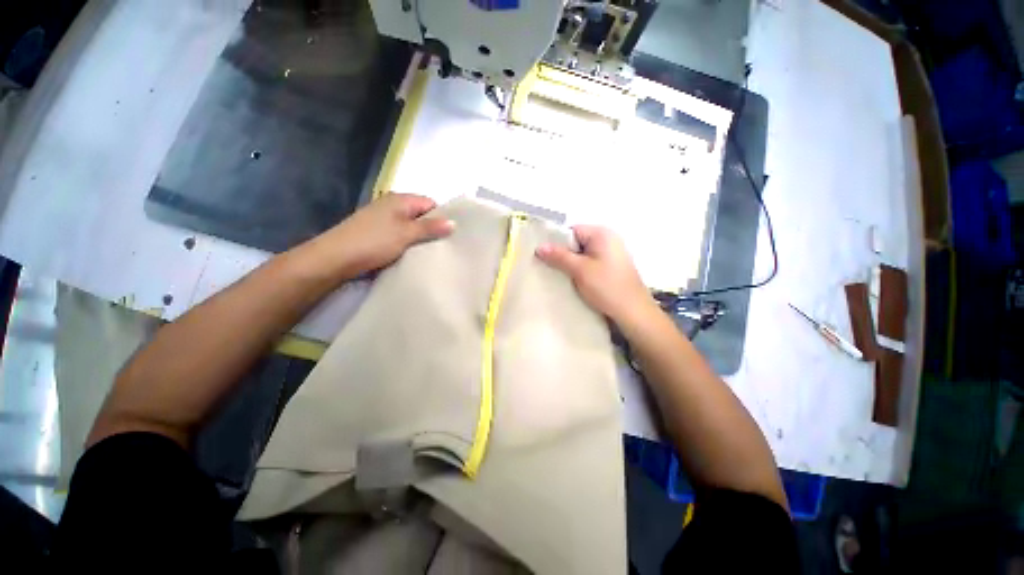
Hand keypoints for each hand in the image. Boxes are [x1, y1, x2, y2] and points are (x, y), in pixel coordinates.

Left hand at [306, 193, 453, 280]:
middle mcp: (392, 205)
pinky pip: (400, 234)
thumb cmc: (374, 241)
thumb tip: (453, 222)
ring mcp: (383, 219)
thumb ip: (430, 227)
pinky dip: (408, 243)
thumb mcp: (406, 234)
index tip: (451, 234)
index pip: (430, 203)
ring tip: (431, 252)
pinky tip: (413, 254)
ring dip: (419, 238)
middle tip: (444, 245)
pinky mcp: (377, 232)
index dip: (441, 217)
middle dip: (432, 229)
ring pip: (410, 226)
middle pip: (420, 214)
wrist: (335, 258)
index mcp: (400, 200)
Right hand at [535, 226, 654, 327]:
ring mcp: (611, 253)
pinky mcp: (611, 266)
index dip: (557, 242)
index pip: (571, 231)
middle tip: (549, 268)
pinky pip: (590, 262)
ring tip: (559, 275)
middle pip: (576, 242)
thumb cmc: (606, 287)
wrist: (633, 311)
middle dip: (563, 254)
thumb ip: (559, 256)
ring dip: (571, 264)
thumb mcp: (579, 270)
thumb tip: (539, 247)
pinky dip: (580, 270)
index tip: (545, 257)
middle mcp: (608, 239)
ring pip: (582, 254)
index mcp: (601, 234)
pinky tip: (573, 281)